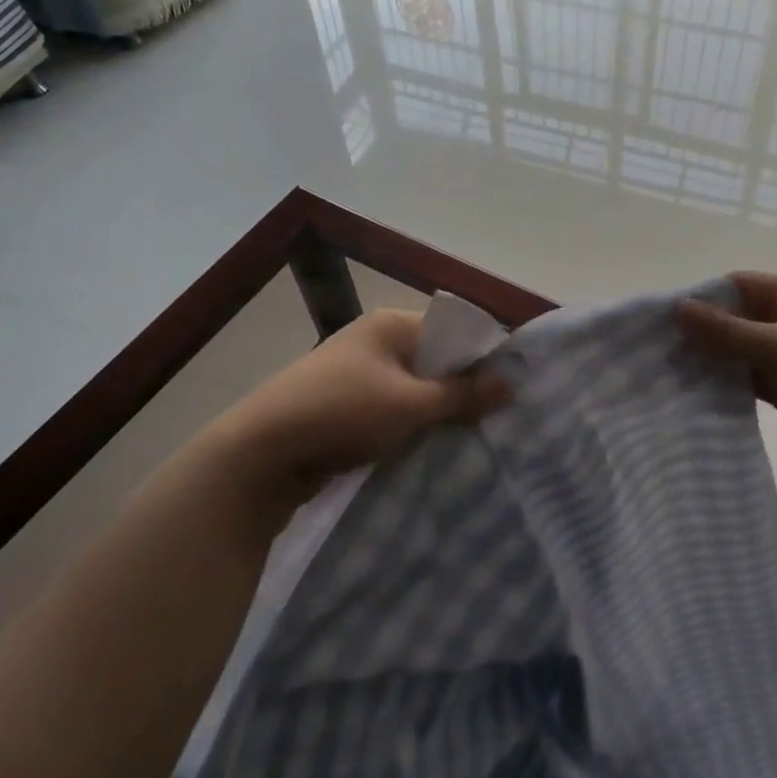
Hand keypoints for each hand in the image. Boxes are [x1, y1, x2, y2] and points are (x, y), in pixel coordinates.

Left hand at [213, 308, 508, 503]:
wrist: (262, 452)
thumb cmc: (342, 412)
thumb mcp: (410, 404)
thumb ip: (462, 394)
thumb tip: (510, 381)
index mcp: (391, 325)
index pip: (453, 331)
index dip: (484, 357)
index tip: (514, 388)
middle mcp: (375, 341)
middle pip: (435, 361)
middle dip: (463, 389)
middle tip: (500, 419)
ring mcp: (358, 374)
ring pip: (415, 389)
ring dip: (437, 412)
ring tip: (475, 437)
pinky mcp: (347, 406)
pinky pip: (394, 410)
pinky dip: (412, 426)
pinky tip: (435, 448)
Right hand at [679, 273, 776, 481]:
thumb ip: (728, 330)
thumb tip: (678, 308)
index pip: (738, 285)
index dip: (703, 295)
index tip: (664, 314)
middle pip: (734, 317)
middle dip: (700, 328)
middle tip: (657, 344)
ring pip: (736, 349)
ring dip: (708, 357)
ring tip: (665, 367)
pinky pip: (744, 377)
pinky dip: (722, 381)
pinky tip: (691, 389)